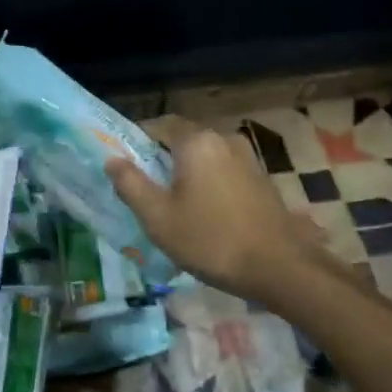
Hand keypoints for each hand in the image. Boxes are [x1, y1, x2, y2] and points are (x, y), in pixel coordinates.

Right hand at [105, 116, 311, 298]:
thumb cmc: (210, 240)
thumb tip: (111, 159)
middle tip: (145, 189)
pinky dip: (208, 183)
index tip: (124, 164)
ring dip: (187, 173)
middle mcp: (223, 139)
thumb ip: (131, 184)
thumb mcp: (158, 217)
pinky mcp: (261, 178)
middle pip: (182, 139)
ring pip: (204, 157)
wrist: (279, 267)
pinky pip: (223, 171)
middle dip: (161, 159)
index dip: (137, 141)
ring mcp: (247, 158)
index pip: (158, 124)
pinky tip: (204, 212)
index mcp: (196, 141)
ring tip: (174, 204)